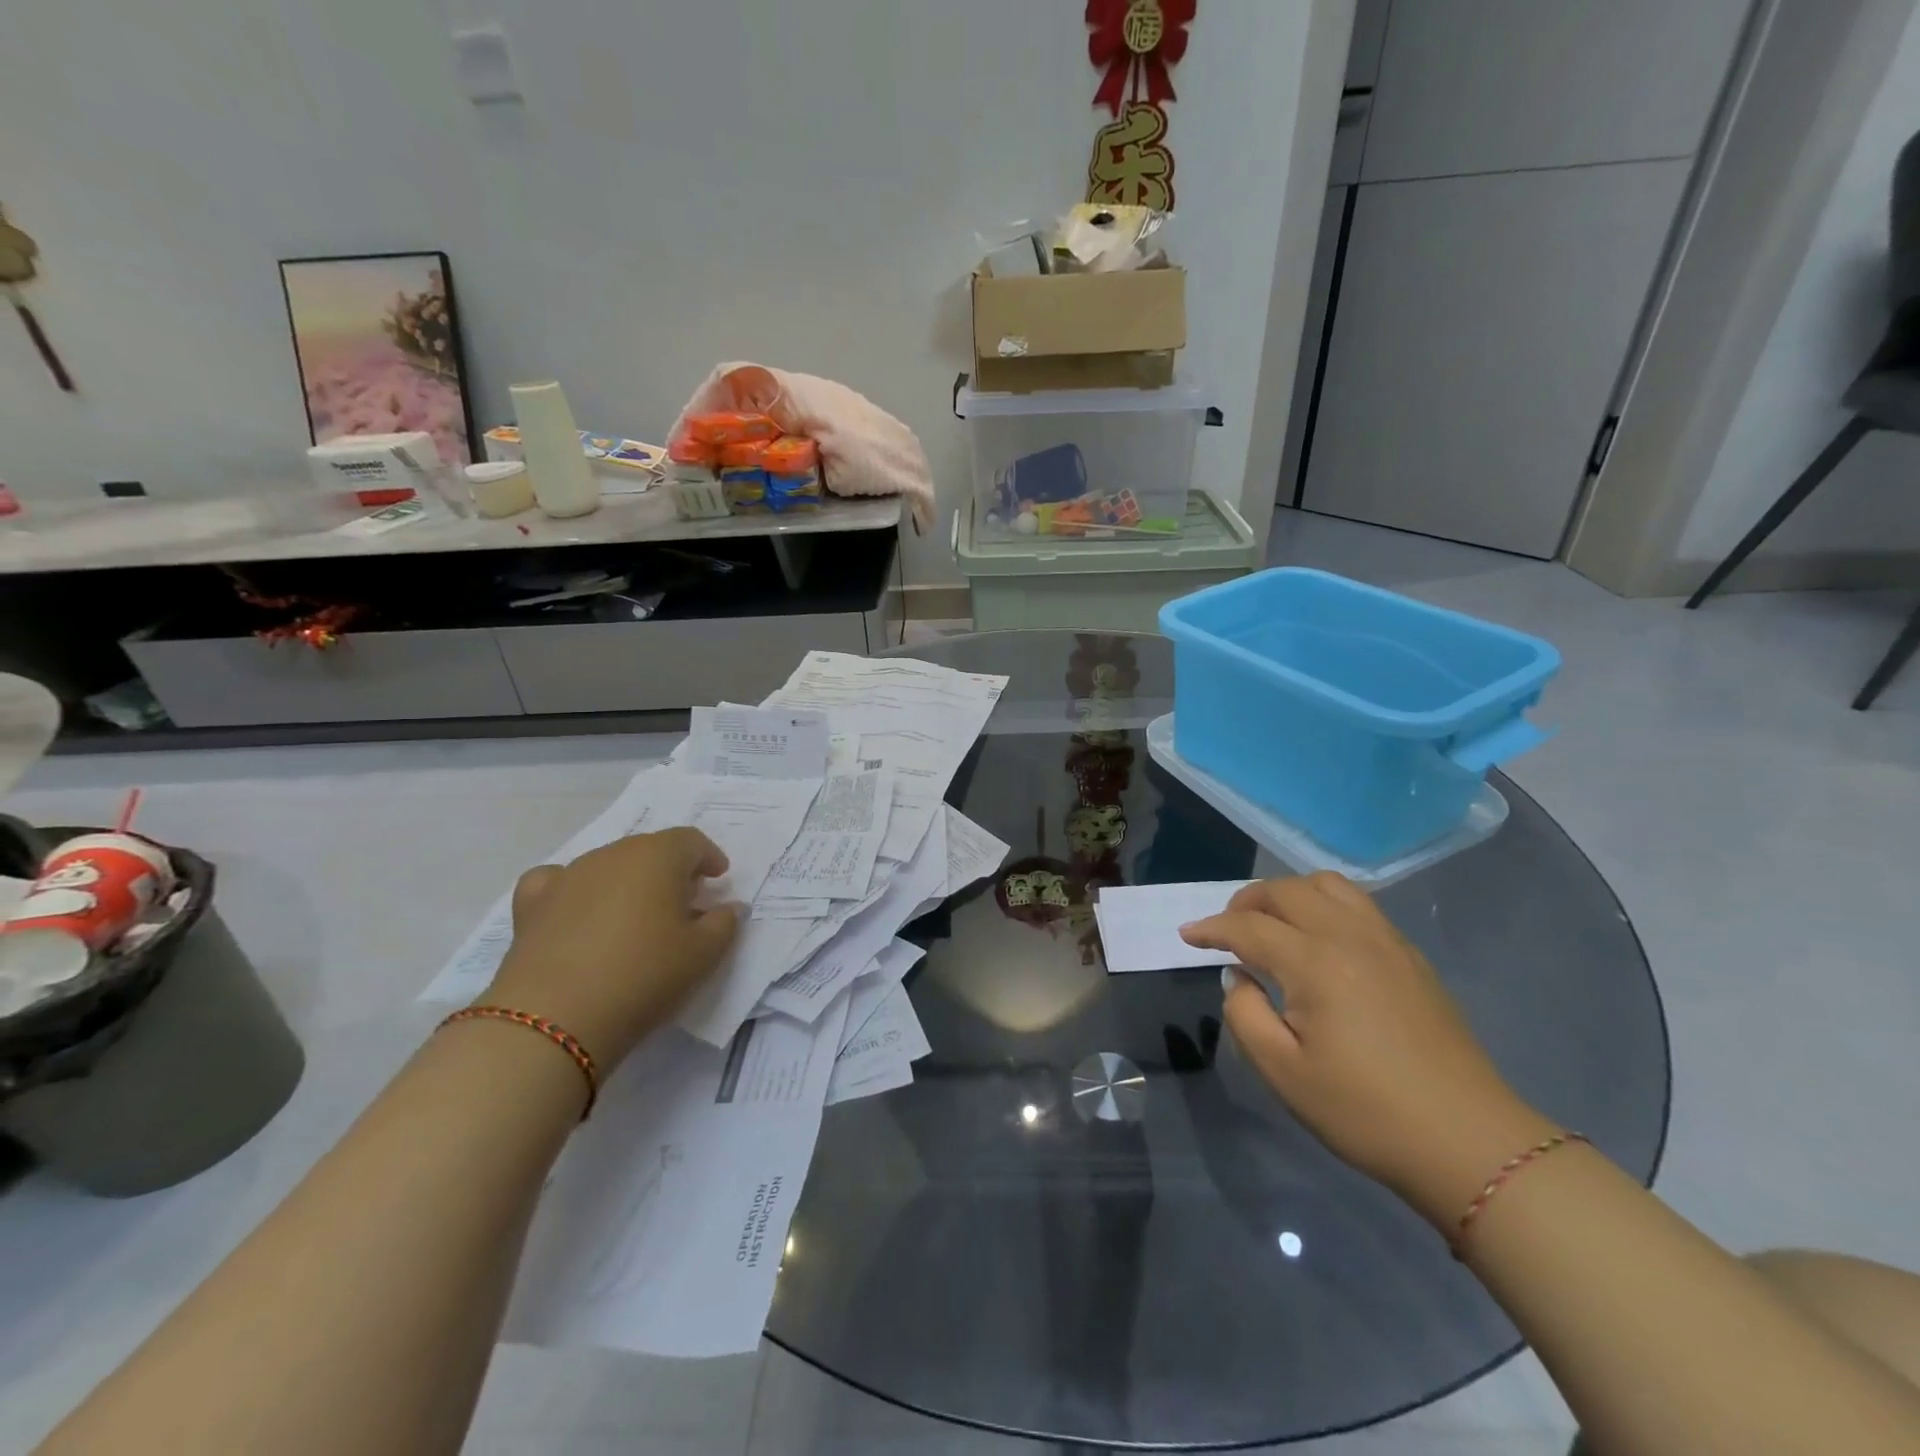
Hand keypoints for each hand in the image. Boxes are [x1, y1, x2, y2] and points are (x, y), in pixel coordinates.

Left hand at [483, 829, 740, 1068]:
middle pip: (649, 849)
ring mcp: (568, 875)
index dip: (709, 857)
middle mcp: (613, 854)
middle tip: (683, 903)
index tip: (718, 879)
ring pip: (608, 865)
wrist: (555, 1018)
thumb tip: (728, 907)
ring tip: (635, 917)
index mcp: (659, 856)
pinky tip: (578, 912)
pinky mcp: (532, 904)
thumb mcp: (703, 954)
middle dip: (670, 870)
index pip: (691, 841)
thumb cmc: (644, 975)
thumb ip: (724, 923)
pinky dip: (575, 891)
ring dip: (627, 882)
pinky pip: (558, 882)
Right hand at [1180, 873, 1555, 1226]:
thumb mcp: (1283, 1072)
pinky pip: (1358, 904)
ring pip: (1326, 885)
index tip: (1187, 936)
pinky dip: (1324, 906)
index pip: (1247, 926)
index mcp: (1314, 962)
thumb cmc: (1365, 1112)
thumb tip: (1241, 978)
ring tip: (1273, 925)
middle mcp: (1349, 935)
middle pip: (1285, 890)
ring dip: (1289, 895)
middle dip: (1245, 901)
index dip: (1211, 928)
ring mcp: (1386, 941)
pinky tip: (1319, 941)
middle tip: (1226, 930)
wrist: (1469, 1143)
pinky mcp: (1410, 957)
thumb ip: (1245, 1014)